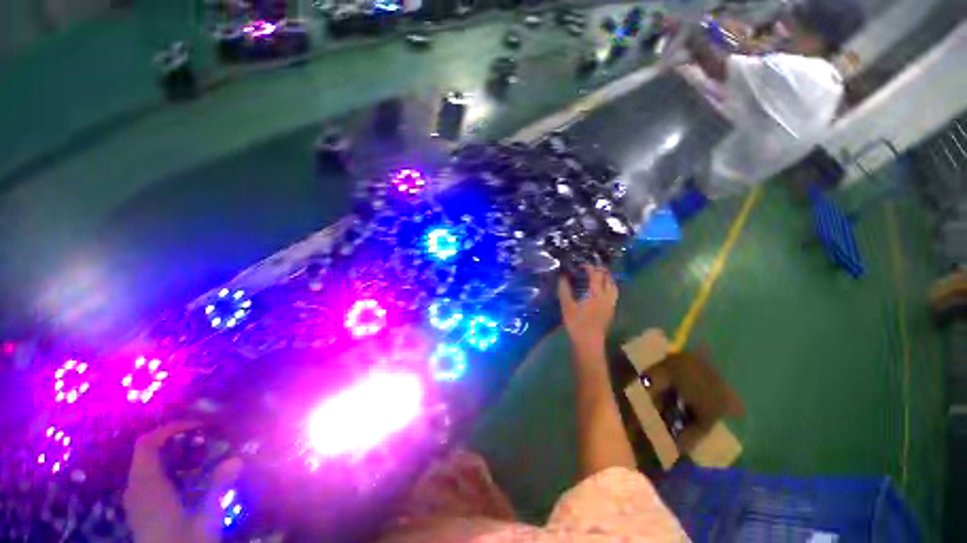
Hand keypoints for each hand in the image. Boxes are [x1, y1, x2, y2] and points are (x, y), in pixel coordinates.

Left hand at [124, 422, 241, 542]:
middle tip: (202, 436)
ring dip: (168, 453)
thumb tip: (237, 458)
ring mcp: (135, 501)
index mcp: (148, 487)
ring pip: (144, 465)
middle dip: (172, 439)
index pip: (147, 445)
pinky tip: (185, 477)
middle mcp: (136, 489)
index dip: (169, 429)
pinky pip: (146, 478)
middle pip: (145, 452)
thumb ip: (218, 488)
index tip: (197, 424)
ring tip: (197, 453)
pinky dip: (164, 468)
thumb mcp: (206, 519)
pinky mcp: (140, 510)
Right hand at [558, 265, 617, 352]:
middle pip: (608, 277)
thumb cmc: (576, 324)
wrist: (589, 343)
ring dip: (607, 277)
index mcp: (596, 293)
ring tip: (598, 275)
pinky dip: (609, 286)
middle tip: (590, 268)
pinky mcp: (611, 310)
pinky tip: (601, 289)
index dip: (589, 267)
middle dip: (600, 270)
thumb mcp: (566, 306)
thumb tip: (562, 276)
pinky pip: (614, 292)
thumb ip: (564, 289)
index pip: (596, 274)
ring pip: (613, 285)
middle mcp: (607, 296)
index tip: (580, 265)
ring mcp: (611, 303)